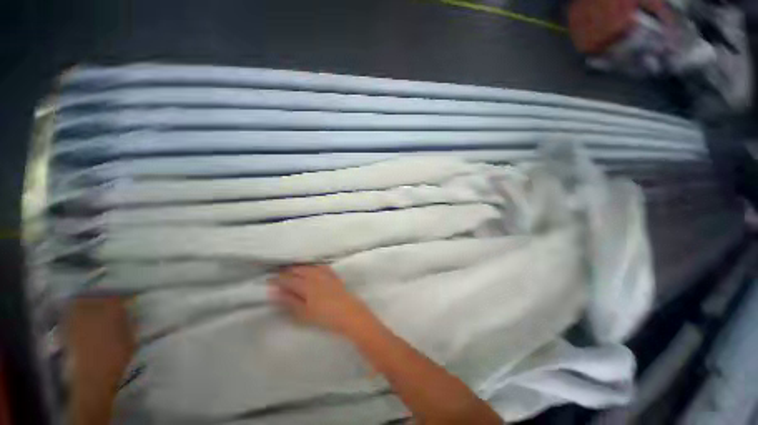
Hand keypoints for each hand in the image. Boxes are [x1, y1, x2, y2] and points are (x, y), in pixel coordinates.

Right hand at [269, 264, 373, 335]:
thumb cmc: (325, 316)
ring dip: (299, 267)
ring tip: (292, 270)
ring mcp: (326, 274)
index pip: (288, 279)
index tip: (268, 279)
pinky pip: (321, 266)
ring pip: (309, 267)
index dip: (277, 279)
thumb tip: (275, 291)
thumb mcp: (304, 313)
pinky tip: (312, 267)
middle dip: (287, 271)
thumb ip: (290, 301)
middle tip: (279, 275)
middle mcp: (315, 276)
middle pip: (298, 270)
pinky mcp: (334, 276)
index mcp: (306, 285)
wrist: (350, 313)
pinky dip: (313, 266)